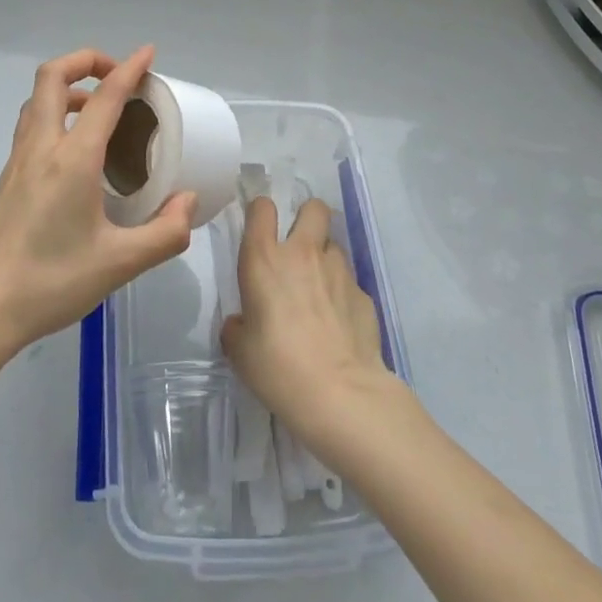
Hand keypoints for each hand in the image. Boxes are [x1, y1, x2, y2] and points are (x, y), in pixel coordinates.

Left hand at [0, 46, 196, 357]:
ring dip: (68, 86)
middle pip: (52, 75)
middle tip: (117, 77)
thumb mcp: (119, 264)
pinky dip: (56, 113)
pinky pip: (32, 124)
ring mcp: (18, 160)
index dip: (129, 69)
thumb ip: (165, 233)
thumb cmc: (50, 282)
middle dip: (86, 60)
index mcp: (72, 159)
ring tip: (99, 109)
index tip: (148, 53)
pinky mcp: (7, 177)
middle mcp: (41, 147)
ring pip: (37, 99)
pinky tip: (76, 150)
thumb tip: (187, 202)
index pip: (105, 97)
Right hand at [221, 196, 393, 445]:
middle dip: (307, 217)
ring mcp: (339, 271)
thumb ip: (237, 326)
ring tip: (319, 291)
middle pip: (313, 208)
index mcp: (265, 259)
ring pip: (333, 245)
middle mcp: (304, 253)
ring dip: (324, 259)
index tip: (259, 227)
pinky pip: (349, 282)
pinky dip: (342, 294)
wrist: (340, 394)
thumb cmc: (278, 367)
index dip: (260, 211)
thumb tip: (243, 323)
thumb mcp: (240, 351)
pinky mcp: (364, 294)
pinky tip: (338, 323)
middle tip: (299, 245)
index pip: (262, 208)